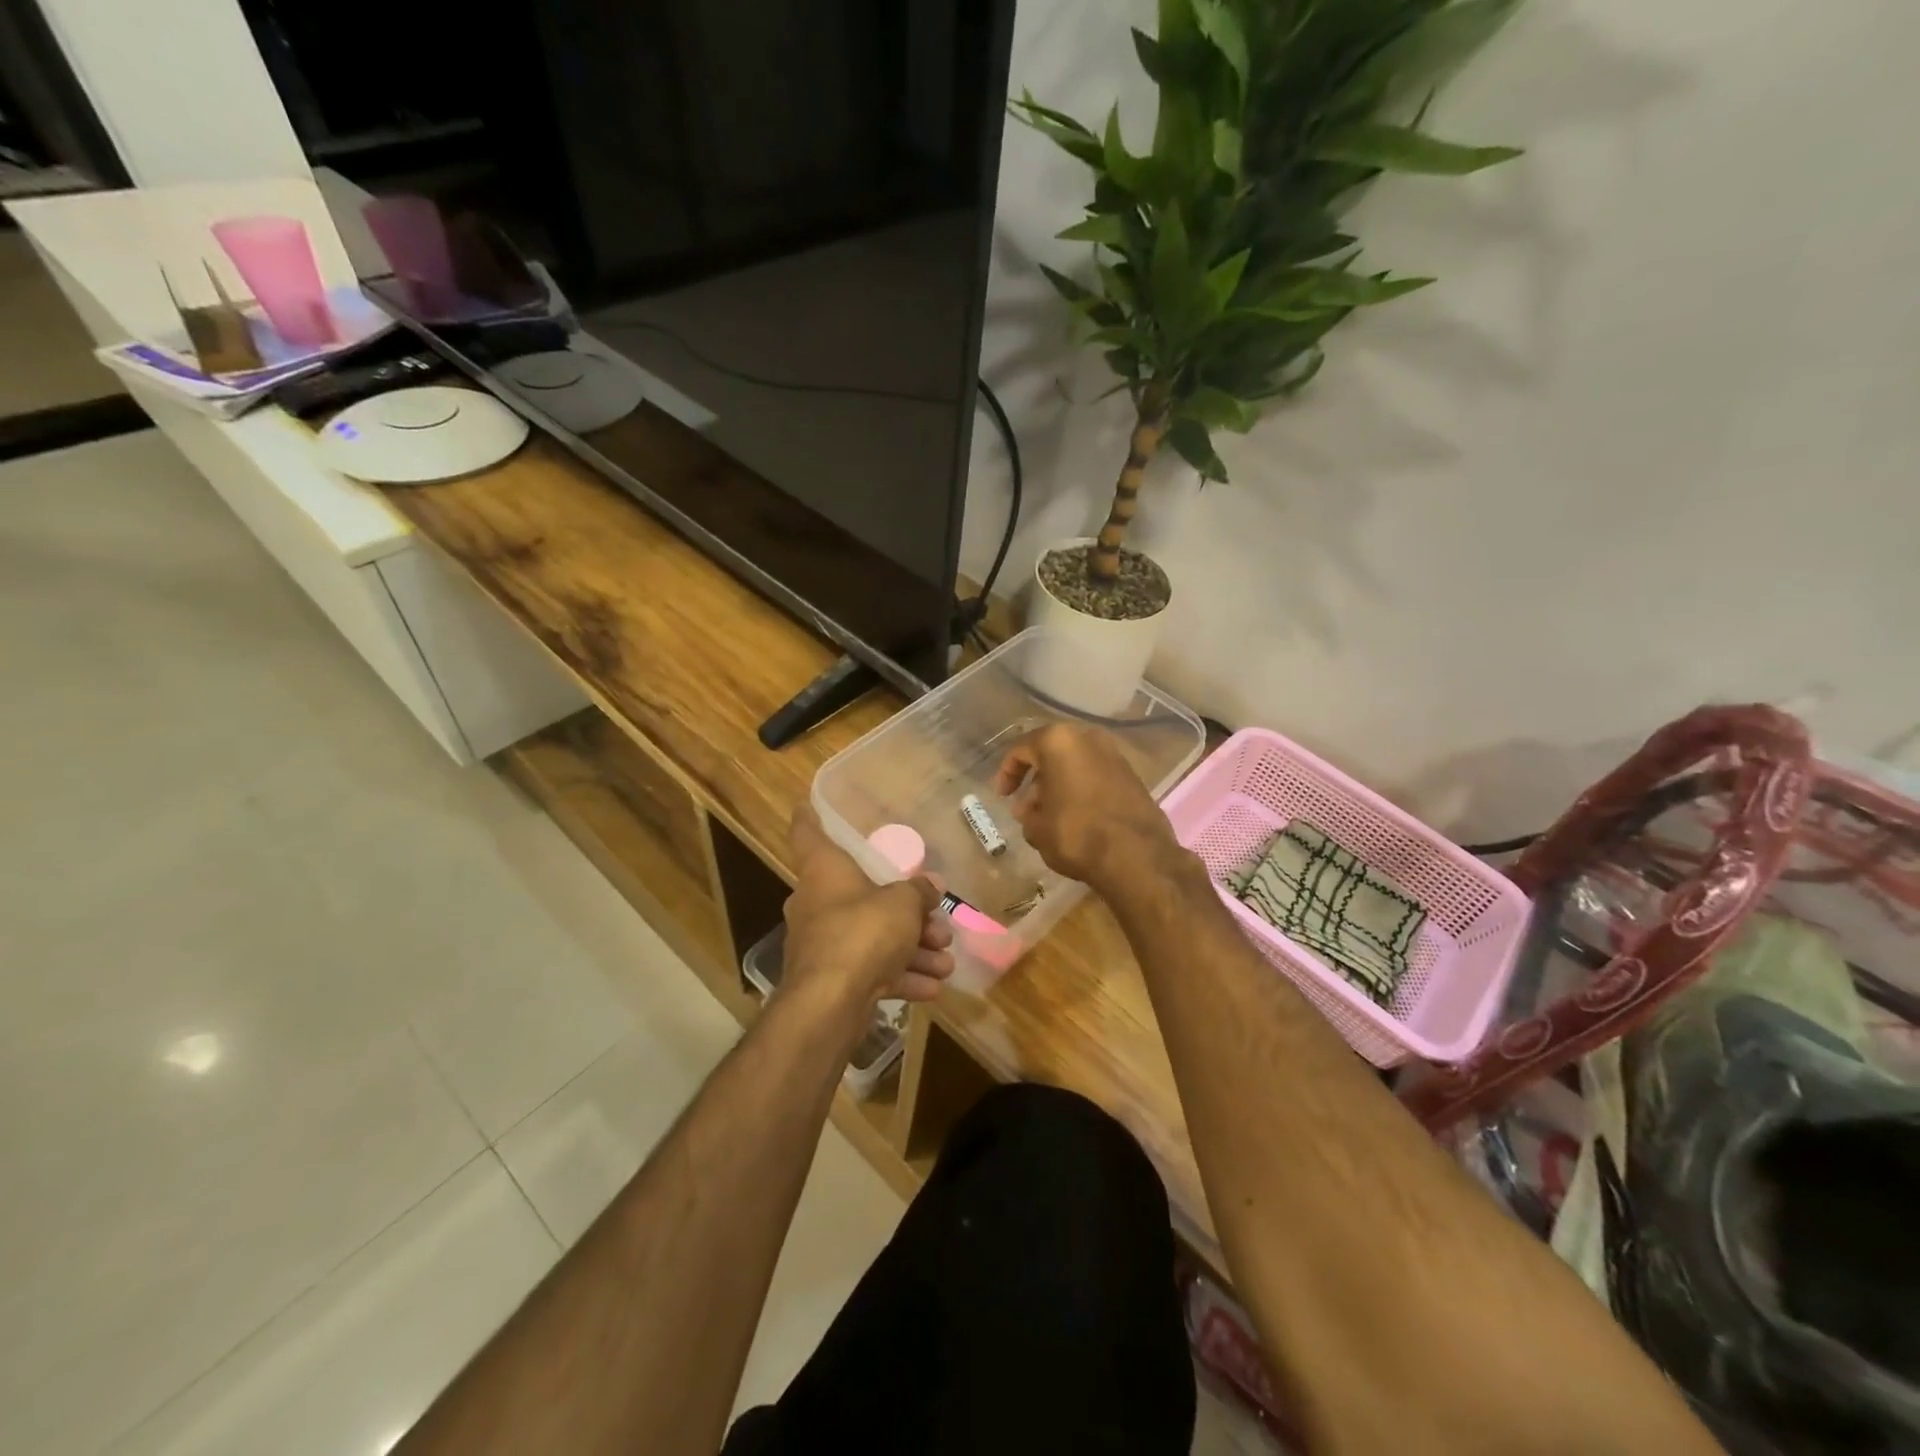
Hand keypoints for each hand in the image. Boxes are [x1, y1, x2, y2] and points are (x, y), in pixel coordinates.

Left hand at [783, 807, 954, 1011]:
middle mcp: (817, 903)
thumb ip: (919, 892)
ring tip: (946, 961)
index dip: (809, 817)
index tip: (807, 804)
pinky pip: (871, 970)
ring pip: (873, 938)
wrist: (830, 1003)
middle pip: (862, 896)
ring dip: (913, 950)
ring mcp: (823, 944)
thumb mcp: (902, 904)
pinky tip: (933, 987)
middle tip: (938, 923)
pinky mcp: (832, 979)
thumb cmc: (863, 932)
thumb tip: (931, 885)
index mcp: (823, 872)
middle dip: (905, 912)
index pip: (808, 834)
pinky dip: (901, 976)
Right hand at [993, 723, 1185, 897]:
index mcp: (1059, 741)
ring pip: (1076, 763)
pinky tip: (1076, 816)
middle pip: (1052, 753)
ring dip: (1059, 784)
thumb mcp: (1037, 828)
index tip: (1002, 795)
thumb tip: (1029, 810)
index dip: (1007, 773)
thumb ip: (1027, 814)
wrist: (1137, 856)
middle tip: (1025, 806)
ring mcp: (1115, 755)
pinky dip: (1082, 789)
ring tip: (1049, 815)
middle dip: (1036, 778)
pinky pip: (1096, 776)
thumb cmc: (1077, 834)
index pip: (1022, 749)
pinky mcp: (1133, 775)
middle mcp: (1088, 738)